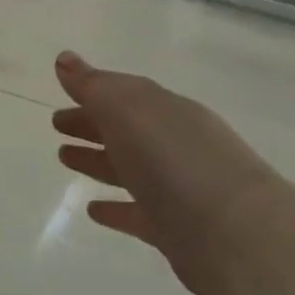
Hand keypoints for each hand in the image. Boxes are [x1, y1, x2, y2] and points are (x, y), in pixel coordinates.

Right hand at [51, 51, 285, 294]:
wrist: (237, 235)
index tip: (60, 94)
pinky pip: (138, 212)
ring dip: (97, 161)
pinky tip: (93, 210)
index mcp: (166, 111)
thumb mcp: (127, 111)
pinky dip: (116, 208)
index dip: (91, 92)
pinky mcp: (176, 229)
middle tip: (56, 124)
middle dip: (91, 123)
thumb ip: (93, 86)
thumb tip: (64, 59)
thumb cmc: (175, 161)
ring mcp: (178, 188)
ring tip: (64, 158)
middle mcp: (175, 144)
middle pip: (126, 129)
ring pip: (129, 168)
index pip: (124, 94)